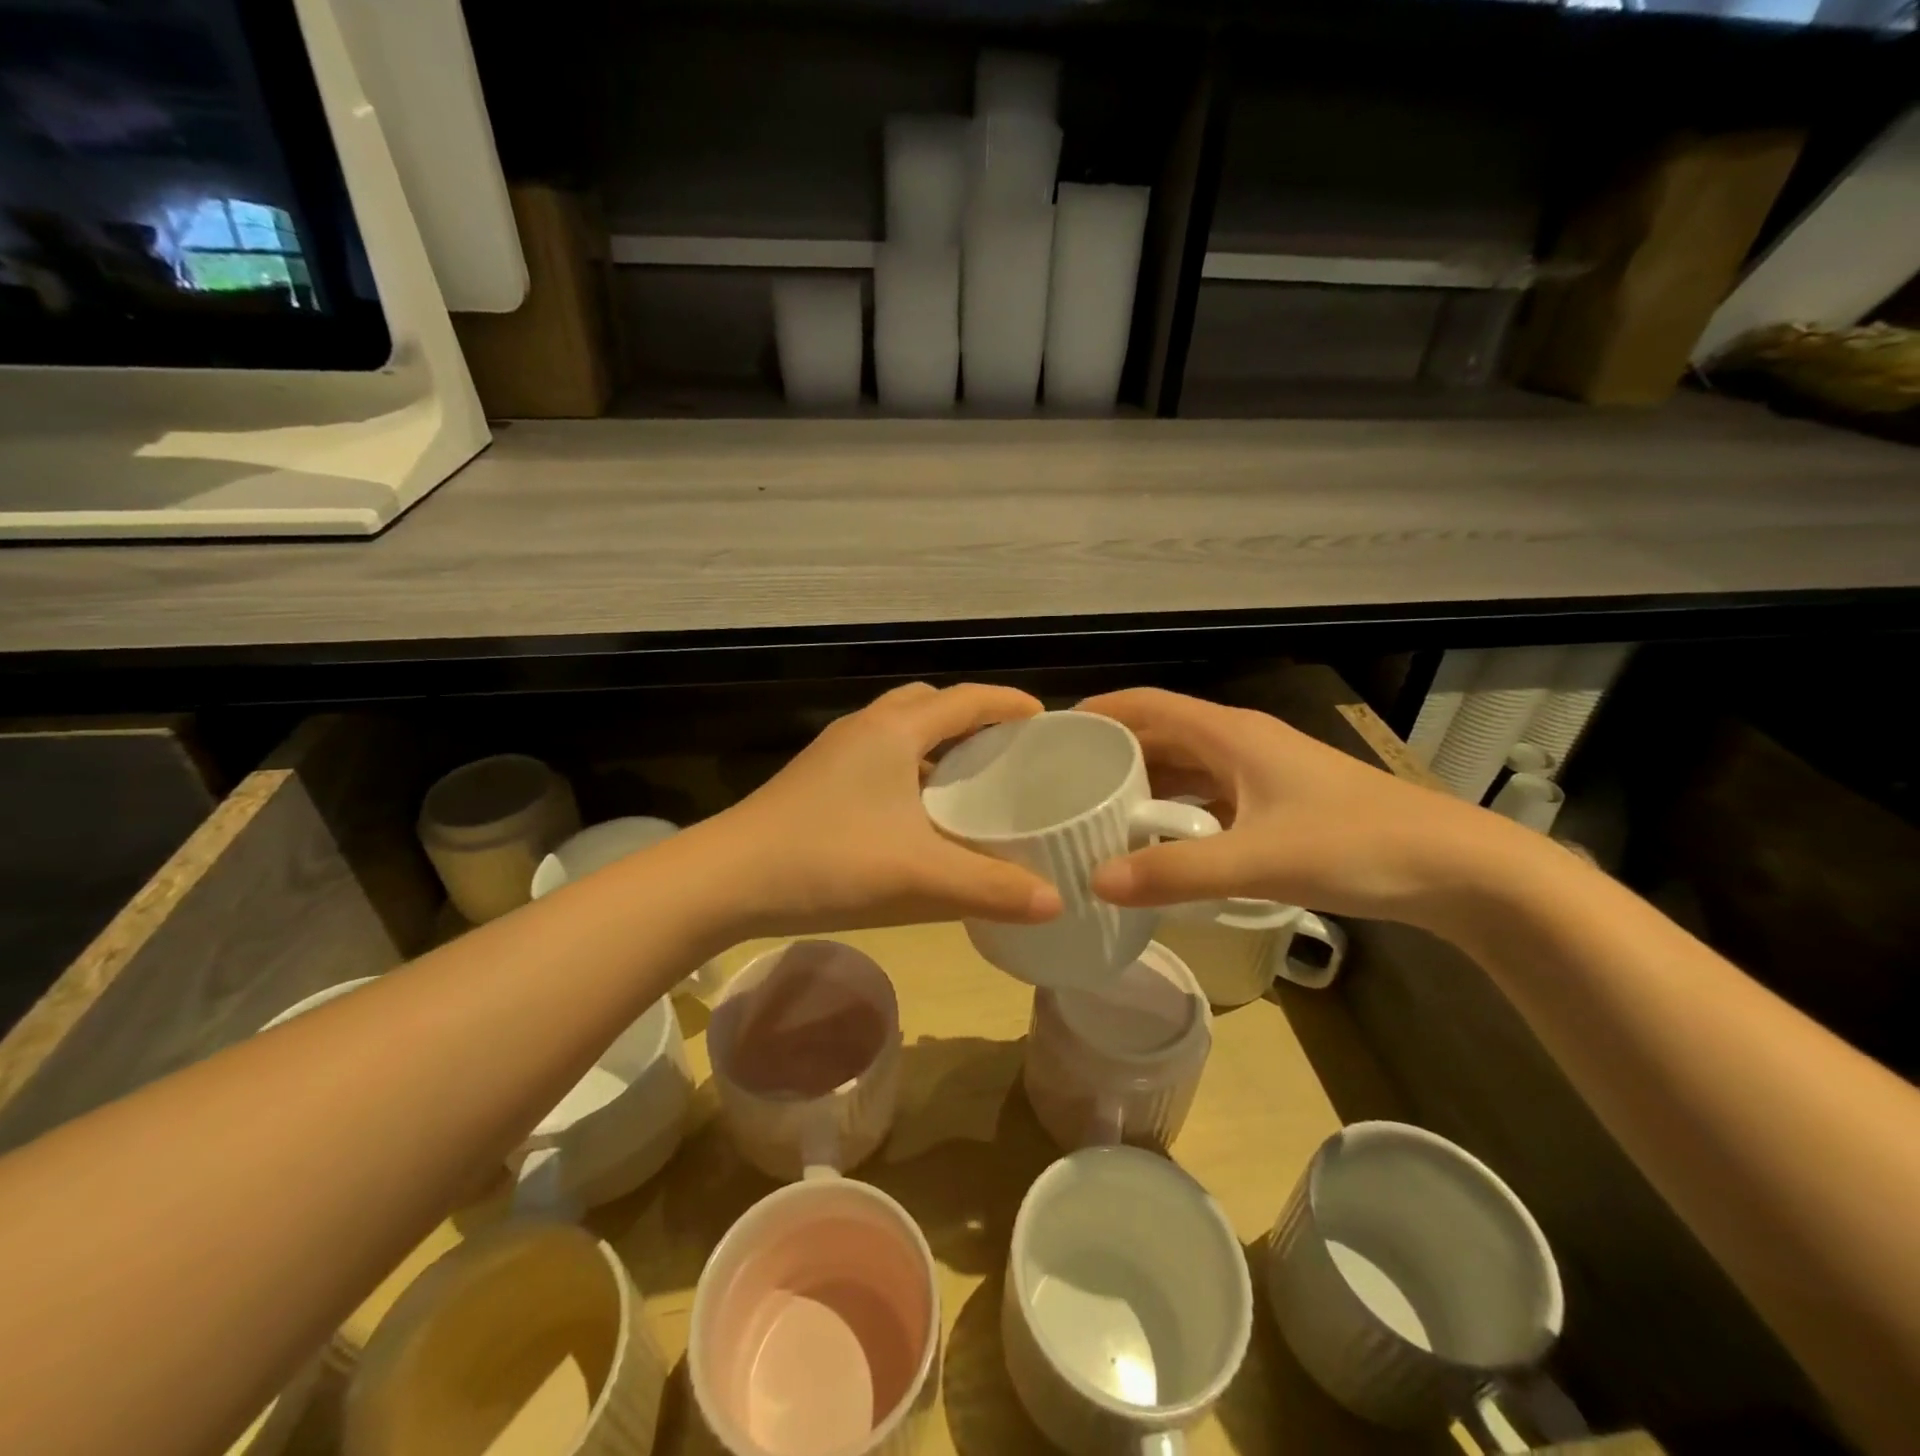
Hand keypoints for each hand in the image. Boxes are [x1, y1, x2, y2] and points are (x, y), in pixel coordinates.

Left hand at [702, 682, 1064, 936]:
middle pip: (931, 703)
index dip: (1010, 703)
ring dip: (937, 744)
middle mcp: (866, 727)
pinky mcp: (817, 777)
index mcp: (896, 730)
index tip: (1046, 719)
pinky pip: (879, 755)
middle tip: (1006, 753)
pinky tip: (917, 815)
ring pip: (901, 729)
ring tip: (969, 782)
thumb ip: (992, 889)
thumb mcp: (921, 878)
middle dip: (972, 718)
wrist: (727, 880)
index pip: (967, 699)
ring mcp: (835, 751)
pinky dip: (910, 768)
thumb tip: (1057, 901)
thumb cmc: (830, 863)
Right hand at [1077, 687, 1521, 928]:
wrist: (1456, 868)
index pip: (1149, 705)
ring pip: (1187, 768)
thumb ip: (1175, 873)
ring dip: (1144, 785)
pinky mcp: (1279, 802)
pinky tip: (1159, 841)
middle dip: (1114, 753)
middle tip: (1064, 782)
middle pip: (1162, 735)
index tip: (1054, 732)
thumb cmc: (1354, 845)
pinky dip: (1177, 811)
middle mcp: (1242, 743)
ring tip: (1098, 811)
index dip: (1101, 710)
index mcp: (1231, 734)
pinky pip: (1209, 796)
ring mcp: (1264, 773)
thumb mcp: (1257, 861)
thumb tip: (1095, 883)